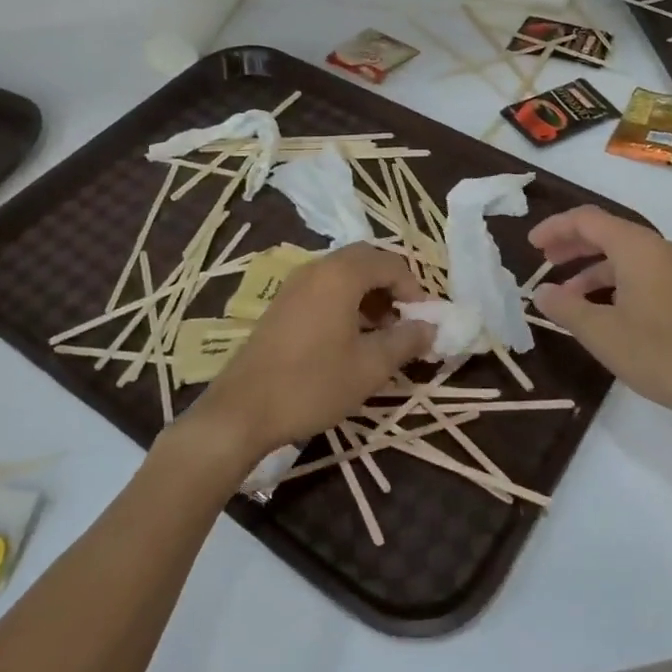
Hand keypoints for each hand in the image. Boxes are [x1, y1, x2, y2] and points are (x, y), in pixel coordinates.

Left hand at [185, 243, 431, 466]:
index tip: (424, 321)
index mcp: (340, 275)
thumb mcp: (370, 367)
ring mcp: (294, 285)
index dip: (414, 288)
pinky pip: (324, 288)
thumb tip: (430, 327)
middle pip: (365, 260)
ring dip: (368, 294)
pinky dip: (346, 302)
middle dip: (390, 286)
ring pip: (343, 274)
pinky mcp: (282, 304)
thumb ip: (406, 341)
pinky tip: (350, 339)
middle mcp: (316, 268)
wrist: (242, 410)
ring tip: (381, 334)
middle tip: (403, 320)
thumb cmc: (312, 384)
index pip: (390, 263)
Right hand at [529, 206, 671, 433]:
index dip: (555, 228)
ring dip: (592, 269)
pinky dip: (614, 282)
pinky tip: (601, 310)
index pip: (587, 220)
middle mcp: (659, 249)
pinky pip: (641, 273)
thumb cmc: (659, 353)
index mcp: (637, 248)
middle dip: (572, 245)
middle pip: (607, 233)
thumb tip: (541, 292)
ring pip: (625, 256)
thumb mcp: (601, 332)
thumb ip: (565, 307)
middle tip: (544, 261)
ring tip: (566, 296)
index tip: (531, 245)